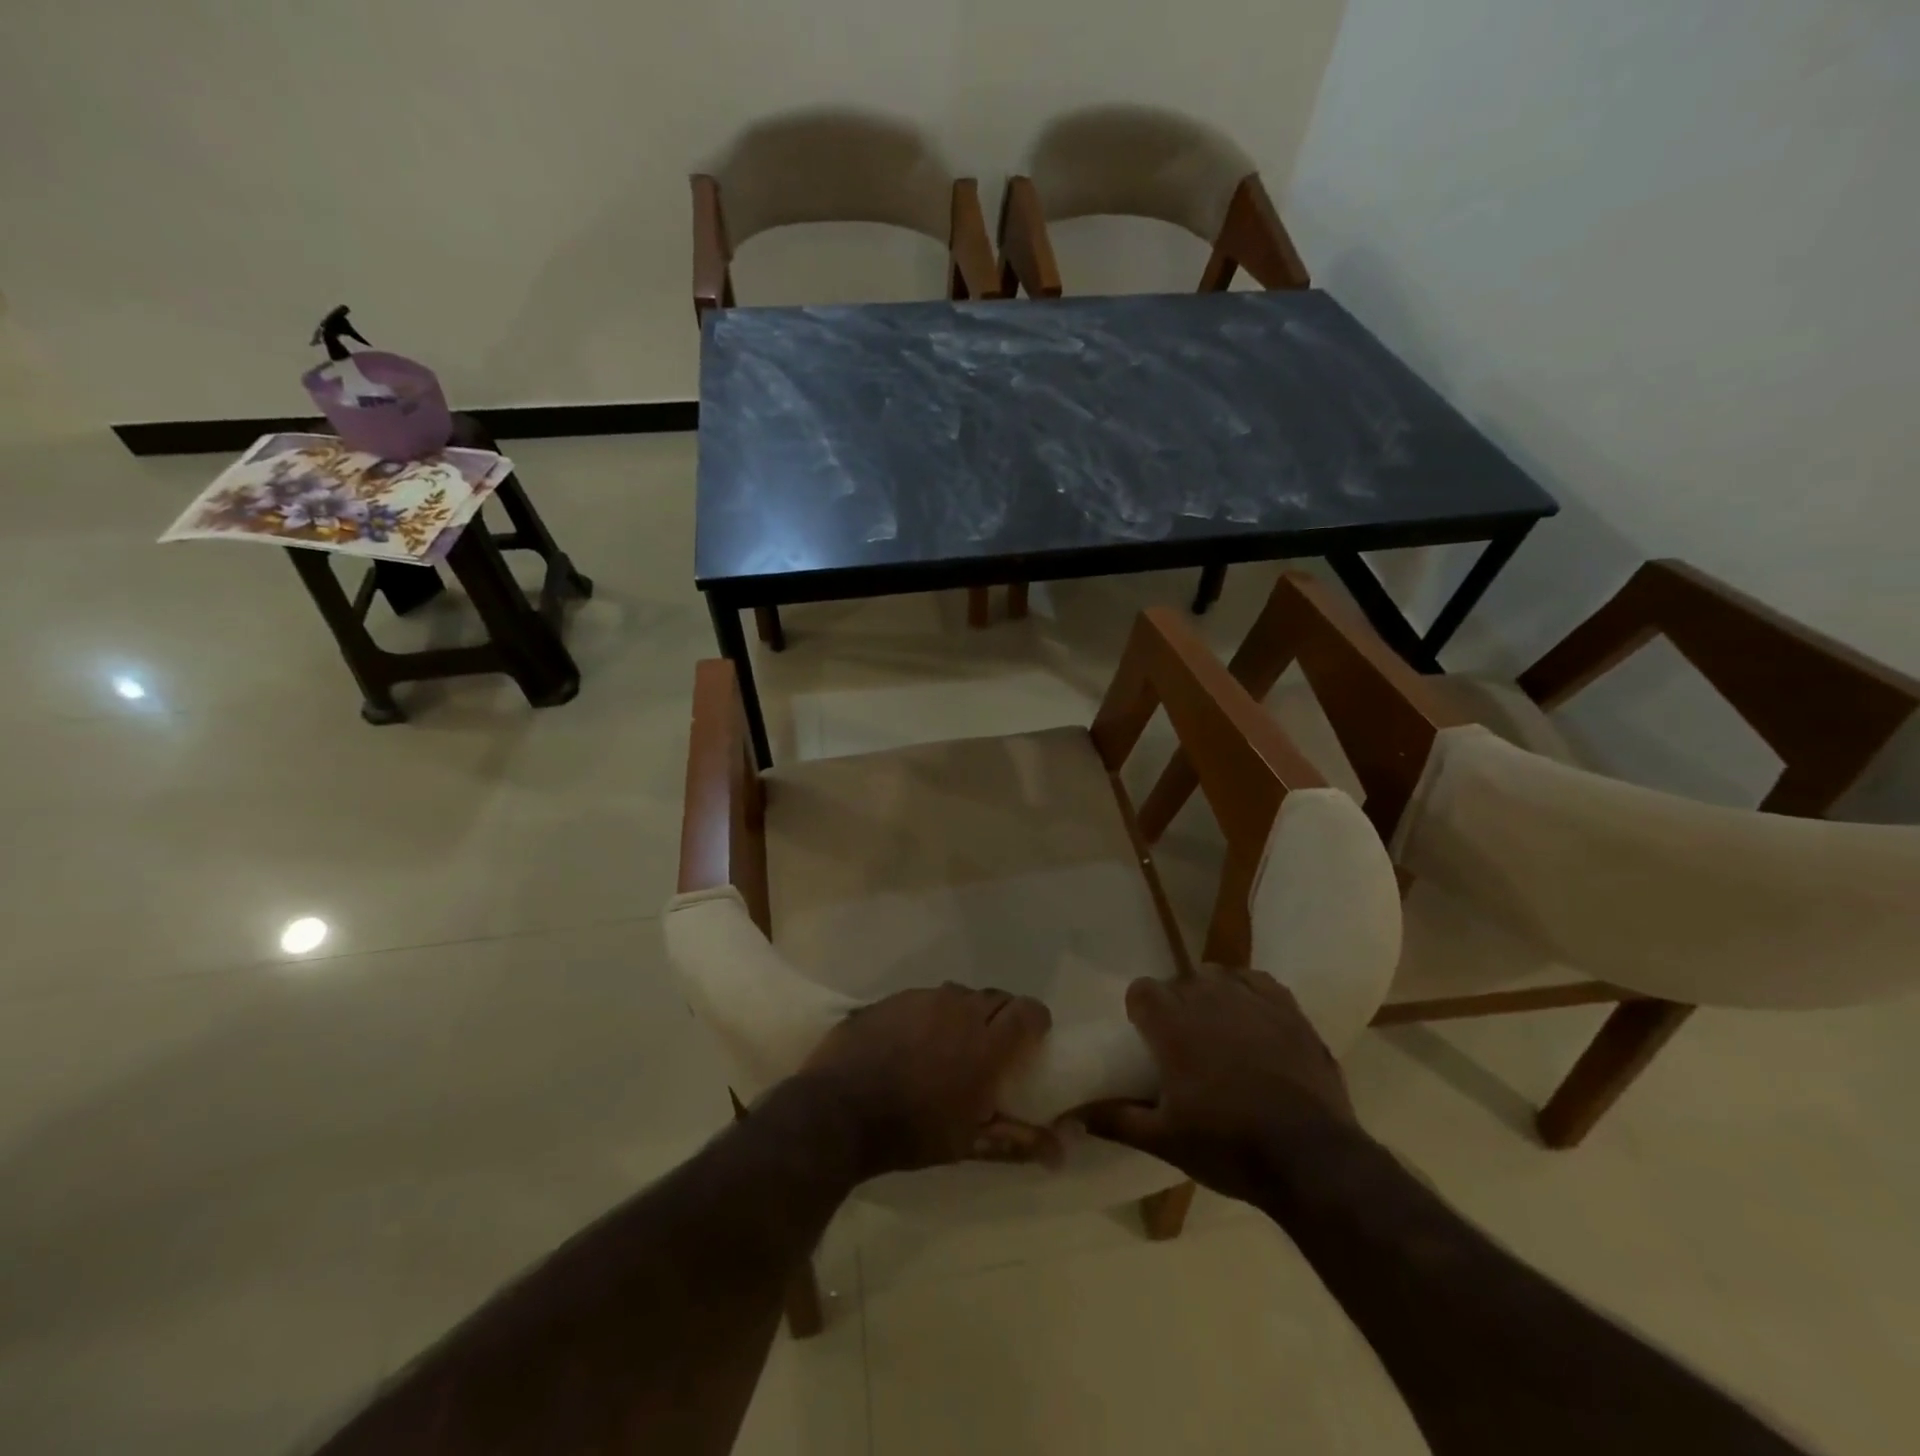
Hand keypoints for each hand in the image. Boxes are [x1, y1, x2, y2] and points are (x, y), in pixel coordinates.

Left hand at [797, 983, 1054, 1178]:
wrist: (837, 1111)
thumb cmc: (911, 1132)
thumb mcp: (968, 1144)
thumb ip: (1018, 1141)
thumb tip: (1063, 1151)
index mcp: (986, 1041)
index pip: (1030, 1010)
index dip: (1036, 1022)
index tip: (1032, 1043)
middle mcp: (959, 1007)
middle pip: (996, 997)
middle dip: (1002, 1017)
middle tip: (992, 1049)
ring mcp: (922, 998)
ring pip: (959, 994)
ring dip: (965, 1014)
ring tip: (950, 1045)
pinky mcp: (892, 998)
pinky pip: (924, 998)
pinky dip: (929, 1015)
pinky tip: (912, 1042)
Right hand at [1080, 966, 1356, 1201]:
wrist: (1312, 1159)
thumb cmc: (1228, 1146)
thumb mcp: (1164, 1140)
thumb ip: (1115, 1120)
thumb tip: (1073, 1115)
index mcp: (1172, 1023)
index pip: (1142, 990)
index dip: (1140, 1011)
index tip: (1147, 1040)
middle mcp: (1208, 997)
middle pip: (1179, 982)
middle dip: (1175, 1006)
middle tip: (1183, 1046)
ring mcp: (1251, 999)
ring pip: (1217, 976)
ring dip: (1210, 995)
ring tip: (1218, 1031)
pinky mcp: (1288, 1009)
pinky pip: (1257, 981)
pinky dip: (1248, 992)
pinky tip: (1252, 1018)